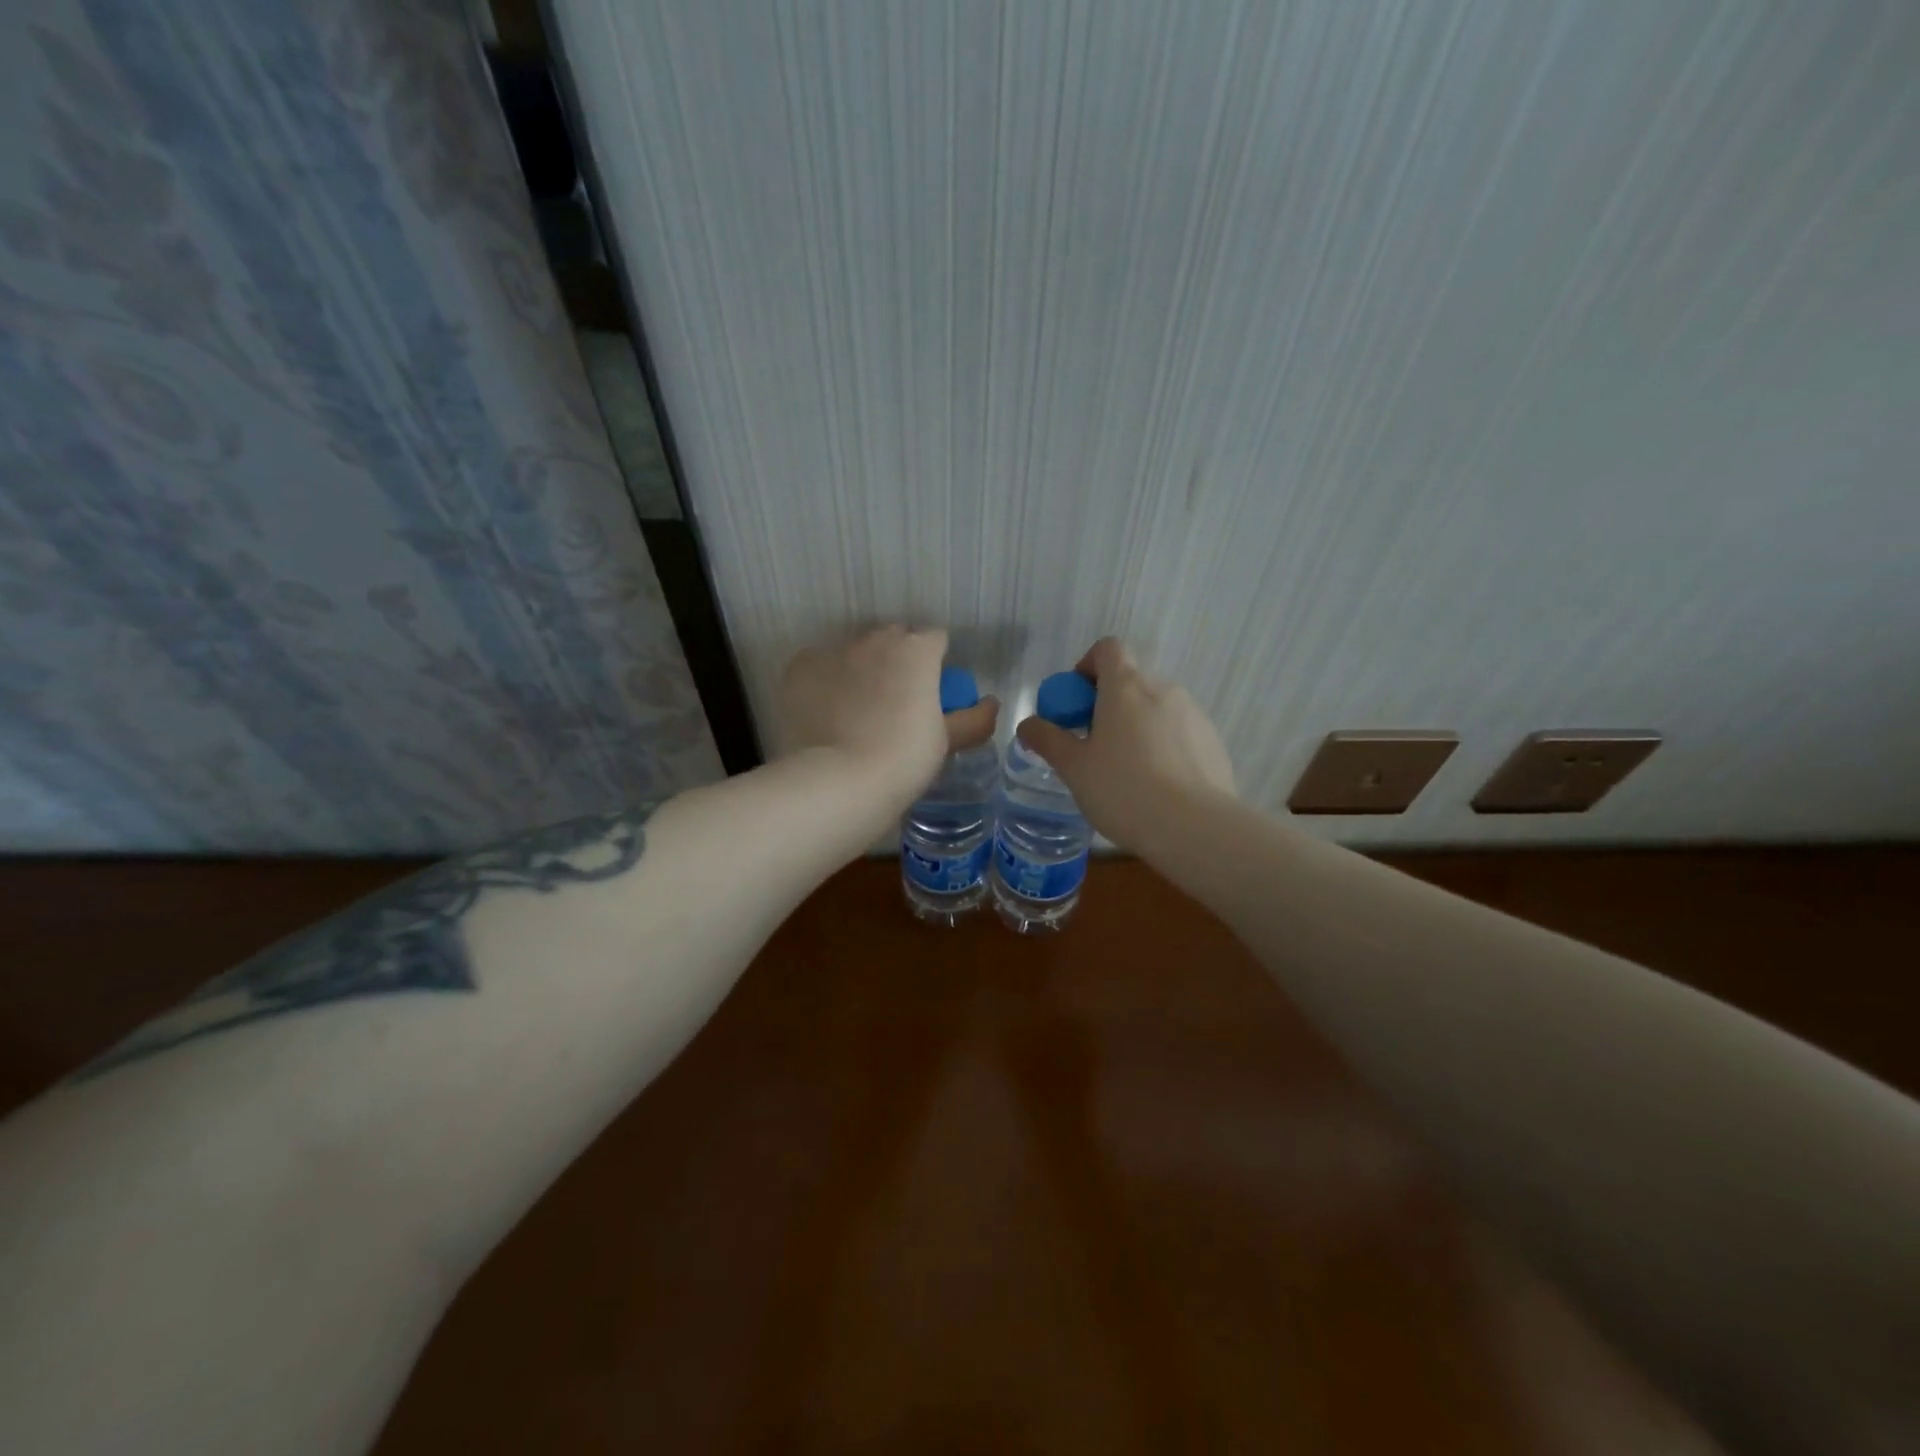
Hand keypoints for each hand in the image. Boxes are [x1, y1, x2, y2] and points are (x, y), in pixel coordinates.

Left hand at [779, 626, 998, 807]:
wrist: (841, 781)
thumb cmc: (904, 759)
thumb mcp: (946, 742)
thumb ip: (973, 719)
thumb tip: (991, 704)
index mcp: (917, 650)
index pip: (935, 639)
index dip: (936, 662)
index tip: (932, 690)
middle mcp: (875, 640)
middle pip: (893, 639)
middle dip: (898, 660)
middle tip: (897, 700)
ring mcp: (834, 651)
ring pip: (854, 651)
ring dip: (861, 669)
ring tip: (858, 709)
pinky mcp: (800, 668)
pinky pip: (819, 666)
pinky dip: (826, 682)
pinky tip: (827, 712)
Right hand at [1016, 638, 1234, 849]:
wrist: (1195, 828)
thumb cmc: (1124, 790)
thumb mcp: (1074, 768)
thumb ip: (1047, 740)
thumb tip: (1028, 724)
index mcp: (1126, 687)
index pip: (1108, 648)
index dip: (1087, 666)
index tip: (1077, 703)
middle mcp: (1164, 689)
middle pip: (1131, 681)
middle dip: (1109, 705)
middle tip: (1093, 746)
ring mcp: (1194, 714)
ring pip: (1157, 708)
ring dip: (1138, 726)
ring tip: (1127, 772)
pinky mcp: (1213, 742)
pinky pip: (1180, 732)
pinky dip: (1164, 746)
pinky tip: (1158, 785)